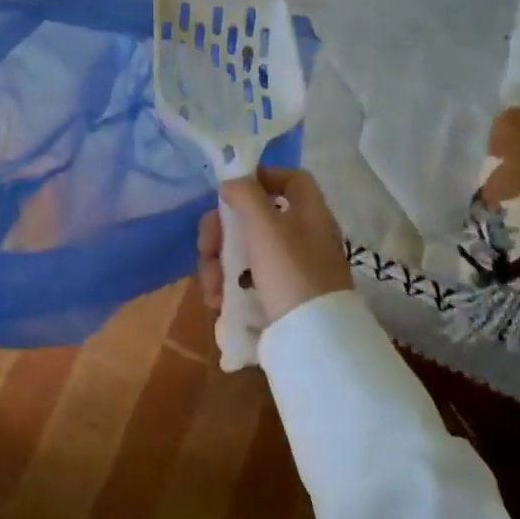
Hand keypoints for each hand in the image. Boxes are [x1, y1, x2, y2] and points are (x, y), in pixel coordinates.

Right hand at [196, 167, 352, 326]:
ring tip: (209, 286)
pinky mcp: (281, 297)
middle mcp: (303, 237)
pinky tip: (217, 300)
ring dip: (218, 262)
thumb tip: (232, 182)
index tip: (231, 192)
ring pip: (246, 250)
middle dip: (222, 232)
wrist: (314, 341)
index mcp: (309, 213)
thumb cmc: (290, 272)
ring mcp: (293, 269)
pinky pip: (248, 279)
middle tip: (205, 247)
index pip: (291, 179)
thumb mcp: (264, 226)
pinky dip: (229, 285)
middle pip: (256, 217)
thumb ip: (245, 195)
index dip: (261, 177)